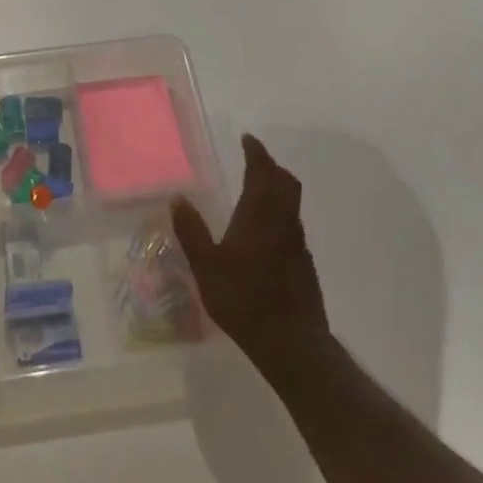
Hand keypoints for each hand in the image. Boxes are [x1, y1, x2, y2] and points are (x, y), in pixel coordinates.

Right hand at [172, 135, 328, 383]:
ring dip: (276, 190)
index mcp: (259, 216)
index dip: (257, 153)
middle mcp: (283, 223)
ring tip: (256, 192)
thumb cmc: (243, 298)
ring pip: (290, 205)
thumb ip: (191, 230)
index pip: (263, 172)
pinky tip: (263, 233)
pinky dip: (278, 216)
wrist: (291, 342)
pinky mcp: (303, 265)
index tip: (248, 140)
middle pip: (285, 184)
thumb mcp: (205, 265)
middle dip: (271, 167)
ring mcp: (297, 245)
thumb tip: (178, 198)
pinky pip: (291, 226)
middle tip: (254, 160)